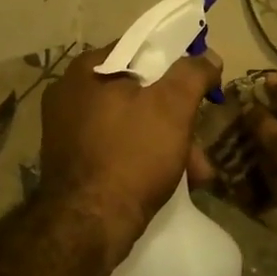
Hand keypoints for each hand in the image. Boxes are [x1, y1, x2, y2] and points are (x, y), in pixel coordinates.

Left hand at [40, 45, 222, 260]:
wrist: (88, 227)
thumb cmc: (131, 155)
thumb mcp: (172, 106)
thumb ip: (193, 73)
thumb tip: (208, 56)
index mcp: (87, 69)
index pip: (140, 48)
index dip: (177, 61)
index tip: (201, 83)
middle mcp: (70, 94)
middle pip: (139, 90)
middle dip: (177, 114)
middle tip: (201, 137)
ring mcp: (68, 130)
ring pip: (132, 122)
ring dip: (168, 141)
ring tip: (197, 171)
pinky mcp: (73, 162)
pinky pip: (118, 147)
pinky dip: (145, 157)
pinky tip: (172, 180)